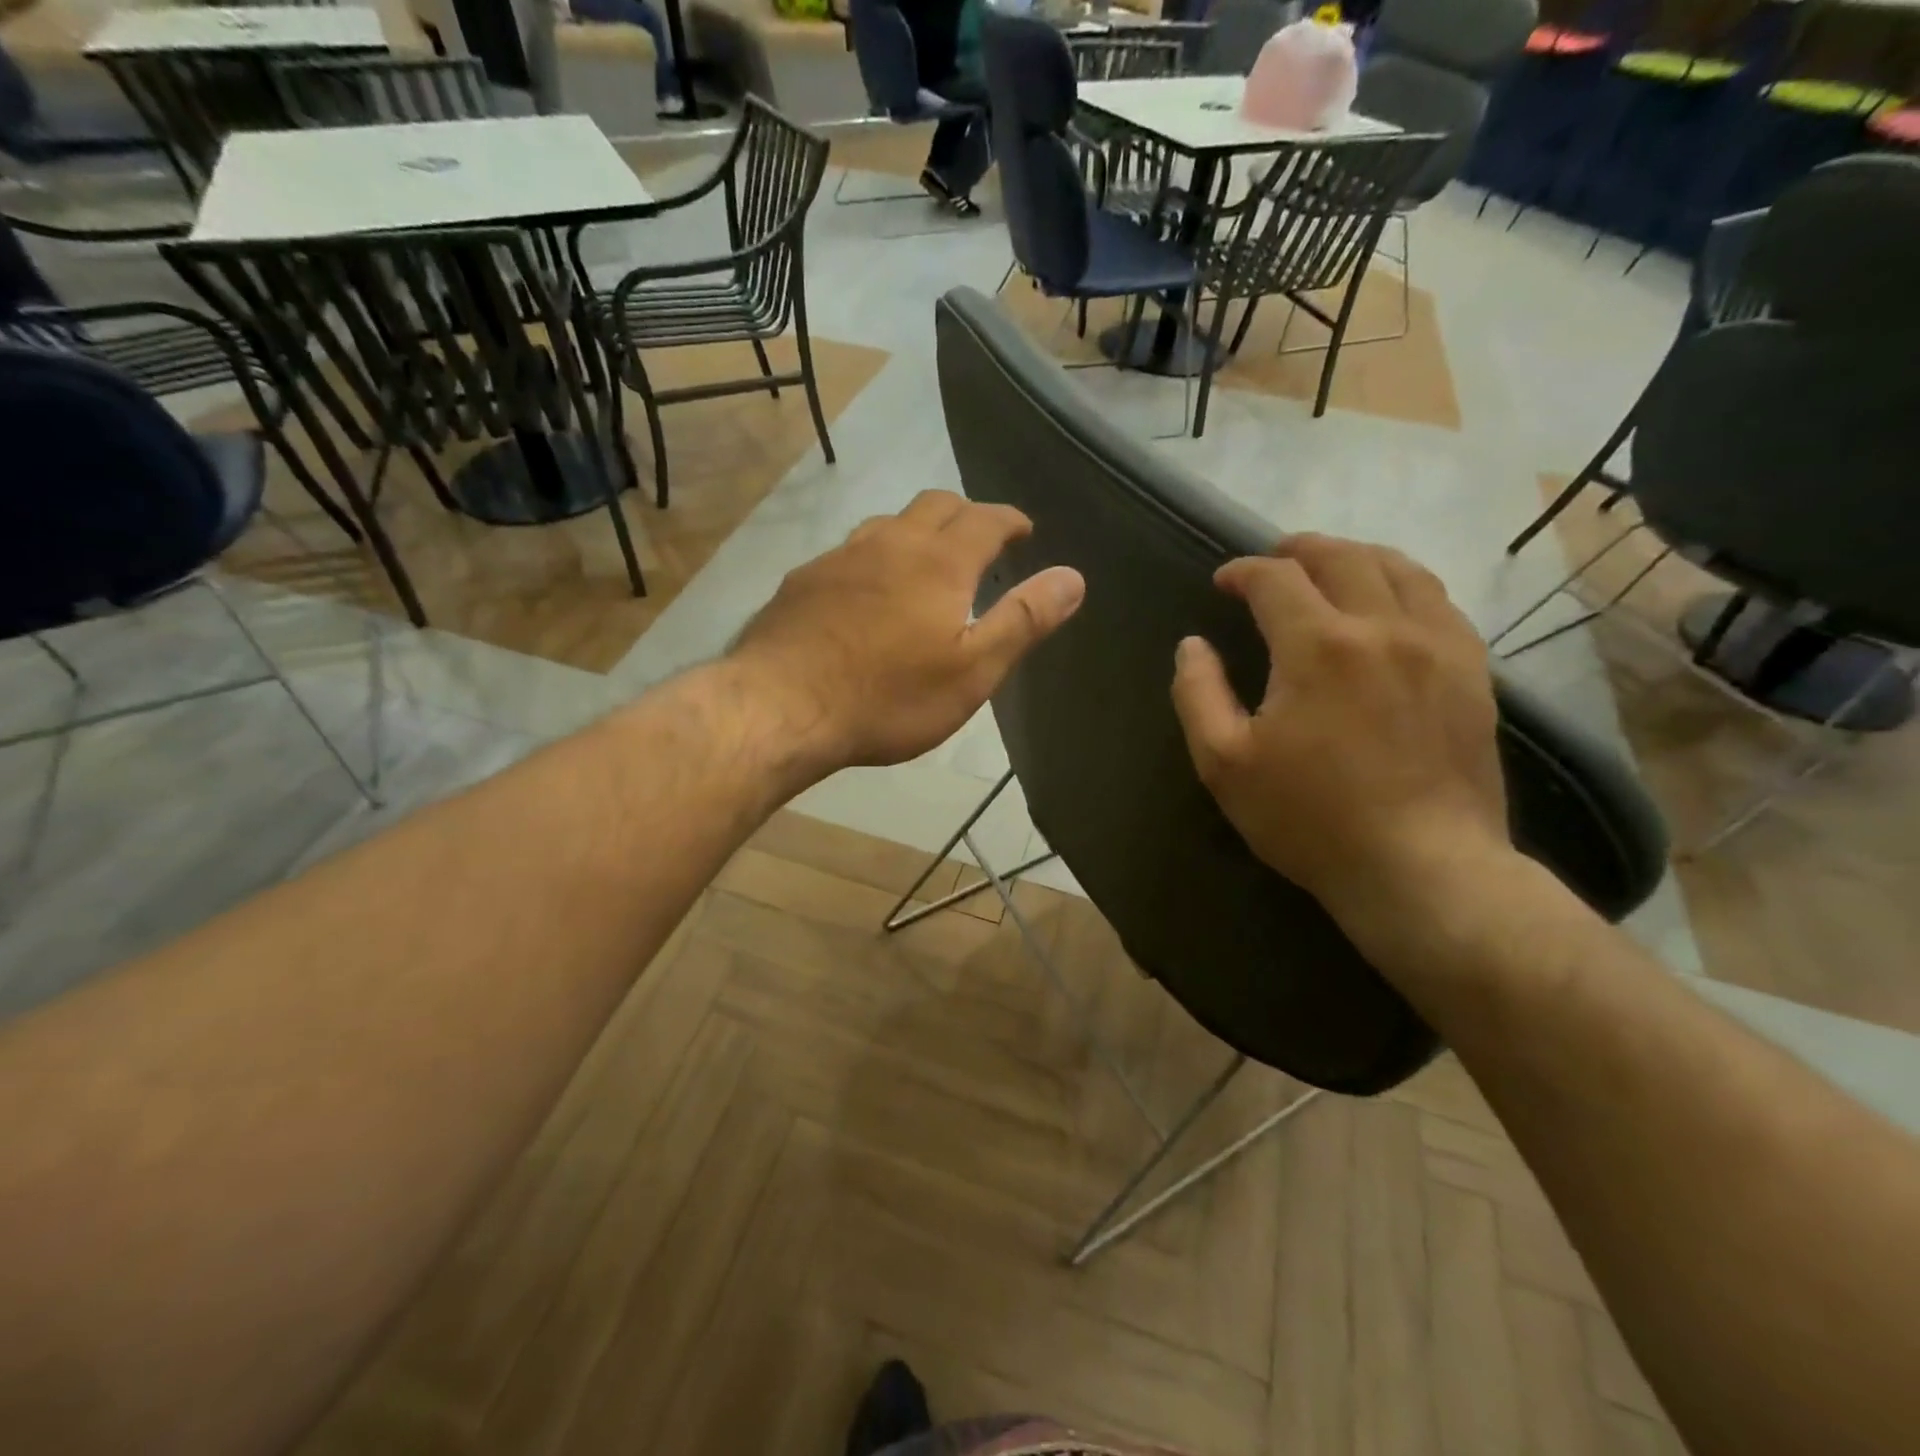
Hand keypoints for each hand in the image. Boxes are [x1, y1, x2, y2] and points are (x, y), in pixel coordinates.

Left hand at [729, 491, 1085, 772]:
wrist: (782, 707)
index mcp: (938, 562)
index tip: (1023, 530)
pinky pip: (850, 553)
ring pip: (888, 523)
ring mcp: (839, 558)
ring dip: (917, 532)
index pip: (985, 519)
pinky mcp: (803, 580)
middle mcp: (889, 543)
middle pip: (935, 505)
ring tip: (927, 562)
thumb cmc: (888, 697)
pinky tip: (868, 591)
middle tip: (981, 541)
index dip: (1009, 520)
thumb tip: (1073, 577)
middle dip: (966, 515)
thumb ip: (1022, 620)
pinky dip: (875, 558)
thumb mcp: (971, 671)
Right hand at [1170, 534, 1509, 944]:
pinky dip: (1404, 585)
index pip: (1276, 578)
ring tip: (1330, 568)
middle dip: (1299, 549)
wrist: (1421, 867)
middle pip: (1342, 556)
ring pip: (1400, 568)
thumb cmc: (1310, 818)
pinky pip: (1439, 602)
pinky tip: (1389, 603)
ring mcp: (1438, 645)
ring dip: (1355, 556)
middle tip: (1273, 561)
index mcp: (1318, 646)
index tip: (1223, 583)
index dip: (1243, 571)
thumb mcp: (1225, 764)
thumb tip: (1192, 646)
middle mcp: (1383, 627)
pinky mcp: (1472, 671)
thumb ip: (1197, 694)